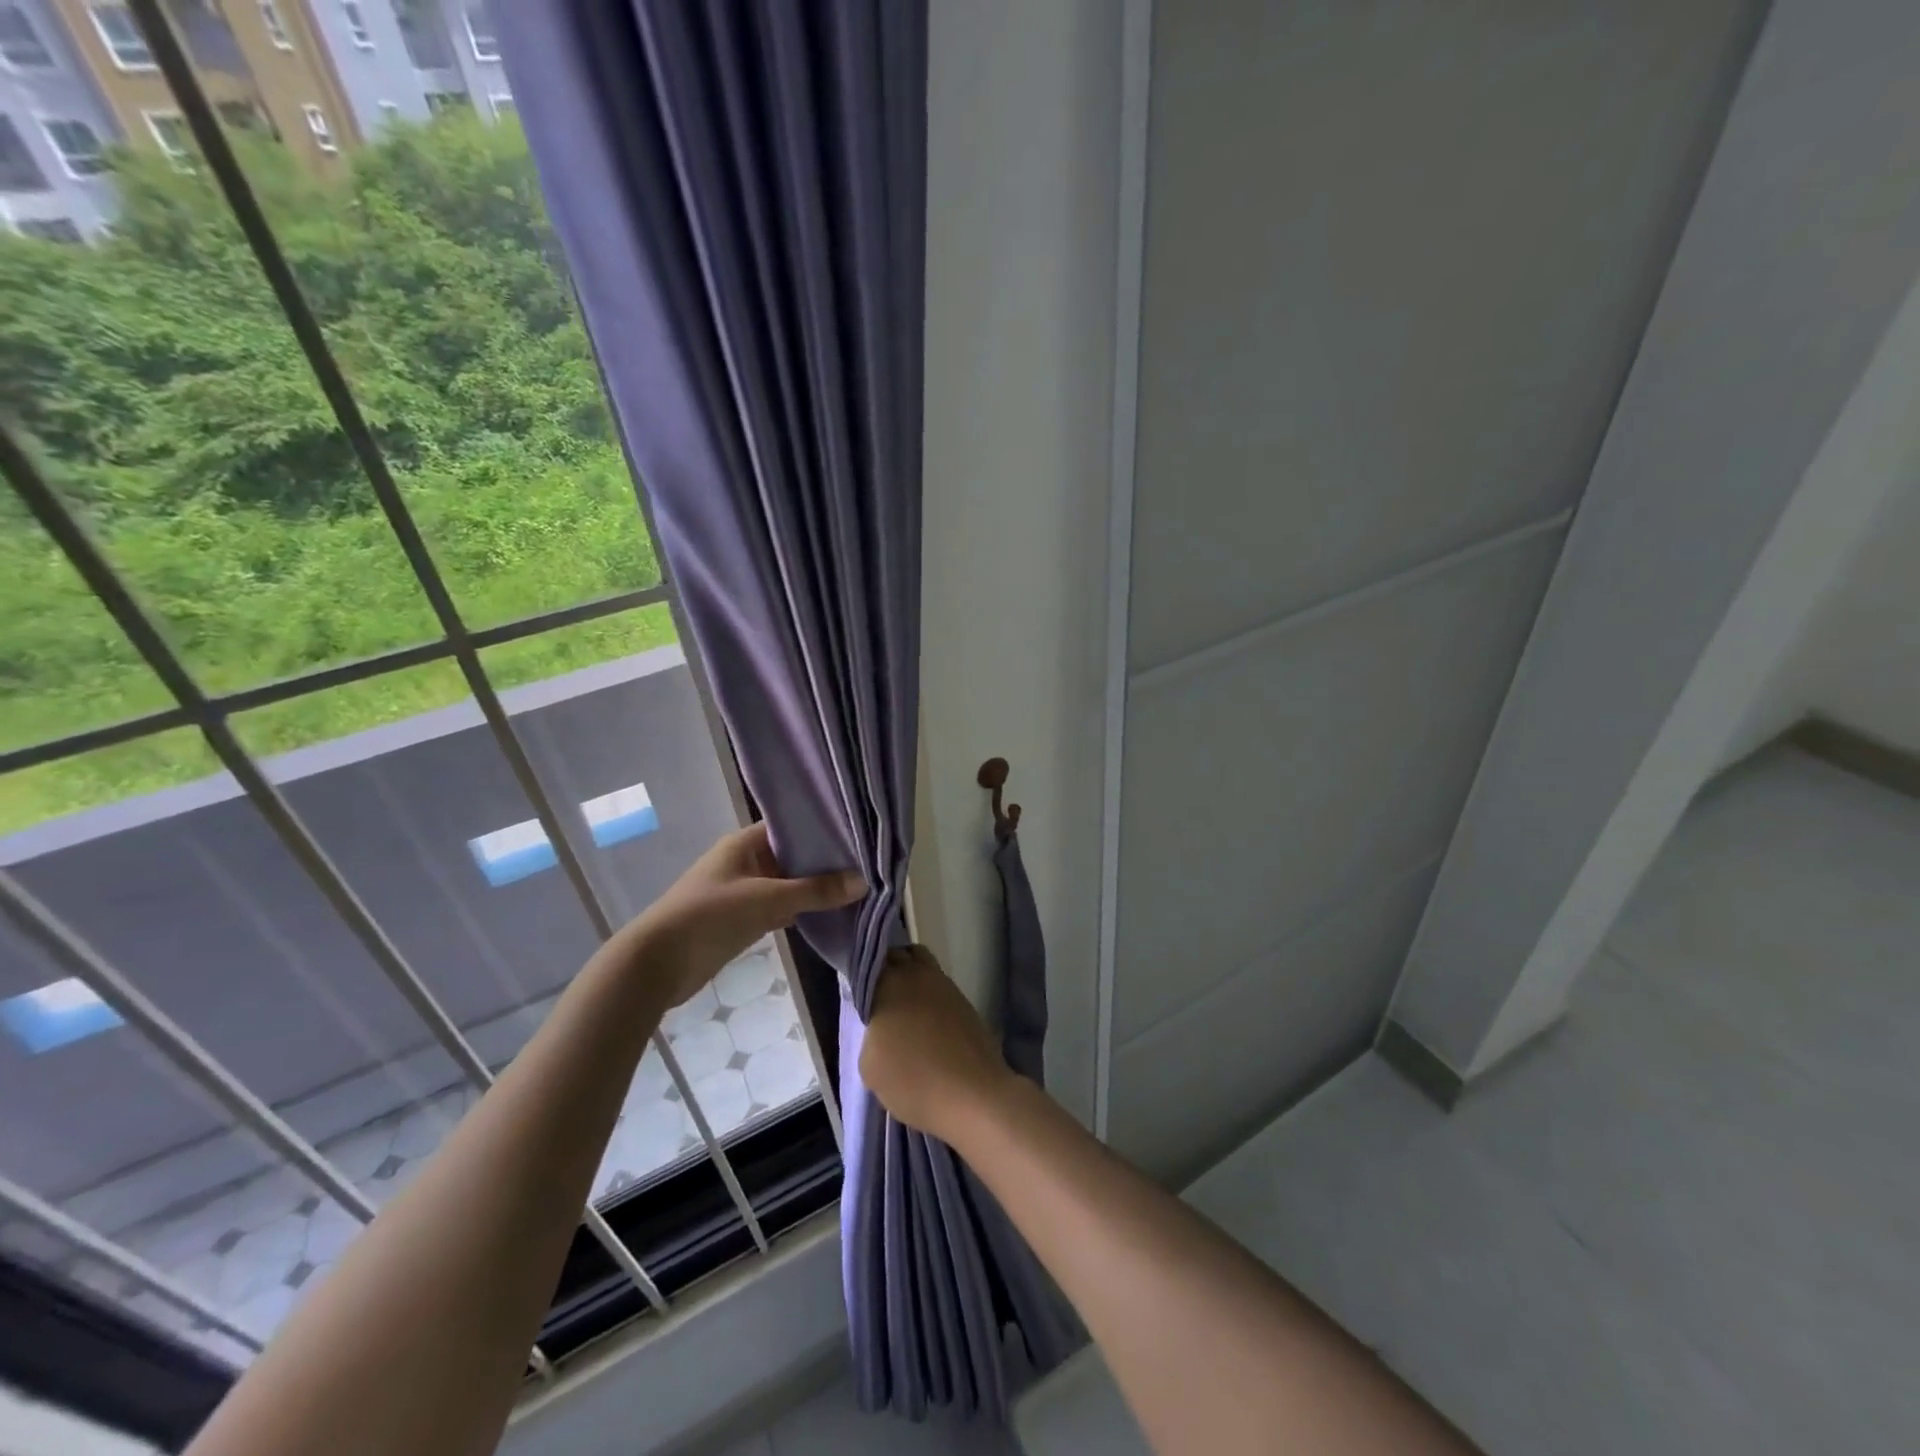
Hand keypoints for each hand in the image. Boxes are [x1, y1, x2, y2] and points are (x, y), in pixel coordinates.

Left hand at [615, 823, 865, 1008]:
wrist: (658, 964)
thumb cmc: (709, 916)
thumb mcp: (766, 899)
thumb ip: (815, 891)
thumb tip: (864, 882)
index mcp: (746, 843)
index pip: (792, 826)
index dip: (824, 829)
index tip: (861, 836)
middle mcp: (747, 861)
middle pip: (795, 856)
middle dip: (827, 862)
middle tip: (870, 864)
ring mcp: (746, 891)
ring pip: (791, 884)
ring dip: (817, 889)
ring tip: (861, 887)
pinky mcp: (745, 919)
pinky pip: (782, 908)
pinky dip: (804, 911)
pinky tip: (834, 914)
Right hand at [860, 945, 1014, 1141]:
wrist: (973, 1095)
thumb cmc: (913, 1080)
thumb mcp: (870, 1066)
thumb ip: (870, 1036)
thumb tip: (881, 1028)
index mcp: (889, 984)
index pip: (872, 961)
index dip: (866, 973)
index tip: (861, 990)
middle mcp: (918, 975)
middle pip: (901, 955)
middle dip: (889, 968)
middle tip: (880, 995)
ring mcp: (946, 986)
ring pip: (924, 966)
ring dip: (913, 978)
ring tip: (904, 1009)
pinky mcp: (966, 1002)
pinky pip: (941, 987)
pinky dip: (931, 996)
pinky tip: (927, 1023)